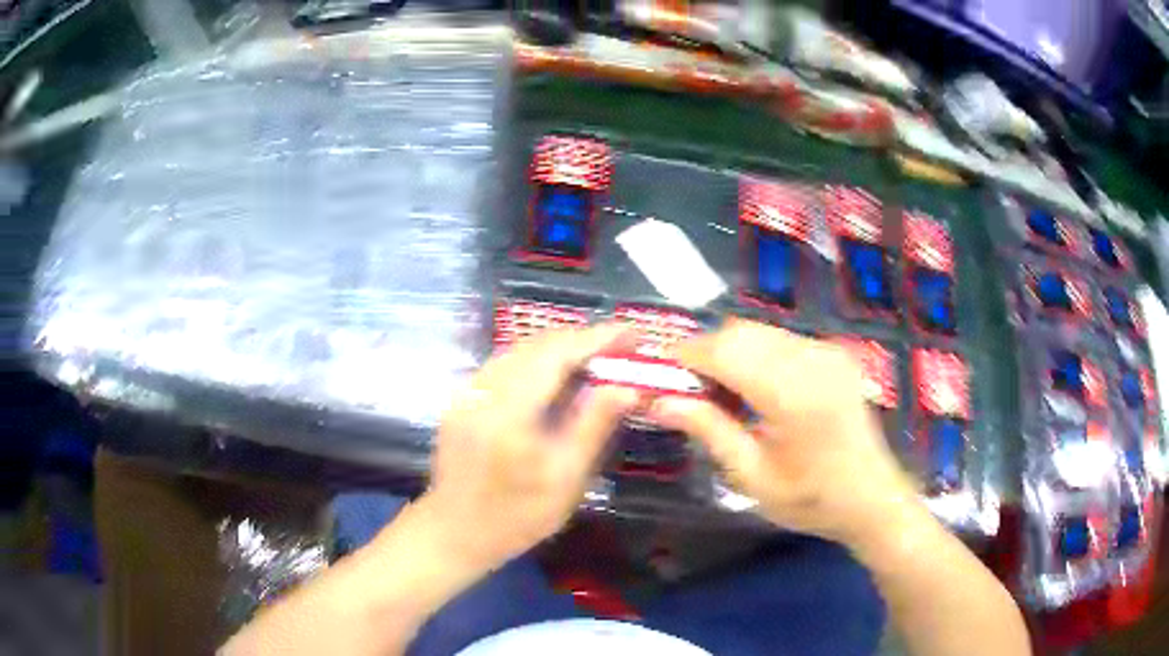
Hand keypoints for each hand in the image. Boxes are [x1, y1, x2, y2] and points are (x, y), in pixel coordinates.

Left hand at [417, 325, 640, 570]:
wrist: (454, 532)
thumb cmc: (516, 517)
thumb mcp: (565, 480)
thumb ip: (594, 427)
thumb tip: (627, 387)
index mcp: (509, 412)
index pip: (558, 354)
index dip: (598, 338)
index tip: (634, 333)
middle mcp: (483, 390)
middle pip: (537, 344)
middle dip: (582, 339)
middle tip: (622, 347)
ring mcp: (467, 391)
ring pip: (519, 349)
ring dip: (560, 348)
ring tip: (597, 357)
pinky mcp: (462, 398)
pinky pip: (505, 363)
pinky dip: (537, 361)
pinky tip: (557, 375)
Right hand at [648, 319, 919, 548]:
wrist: (873, 497)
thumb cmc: (811, 500)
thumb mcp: (753, 476)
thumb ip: (709, 430)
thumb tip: (661, 401)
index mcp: (793, 394)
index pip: (725, 351)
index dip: (685, 355)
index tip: (656, 371)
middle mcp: (812, 359)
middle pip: (741, 332)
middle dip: (705, 352)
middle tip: (686, 388)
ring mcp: (827, 351)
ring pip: (759, 331)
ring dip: (729, 352)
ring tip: (717, 391)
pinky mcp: (833, 353)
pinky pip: (781, 339)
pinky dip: (755, 354)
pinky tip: (752, 388)